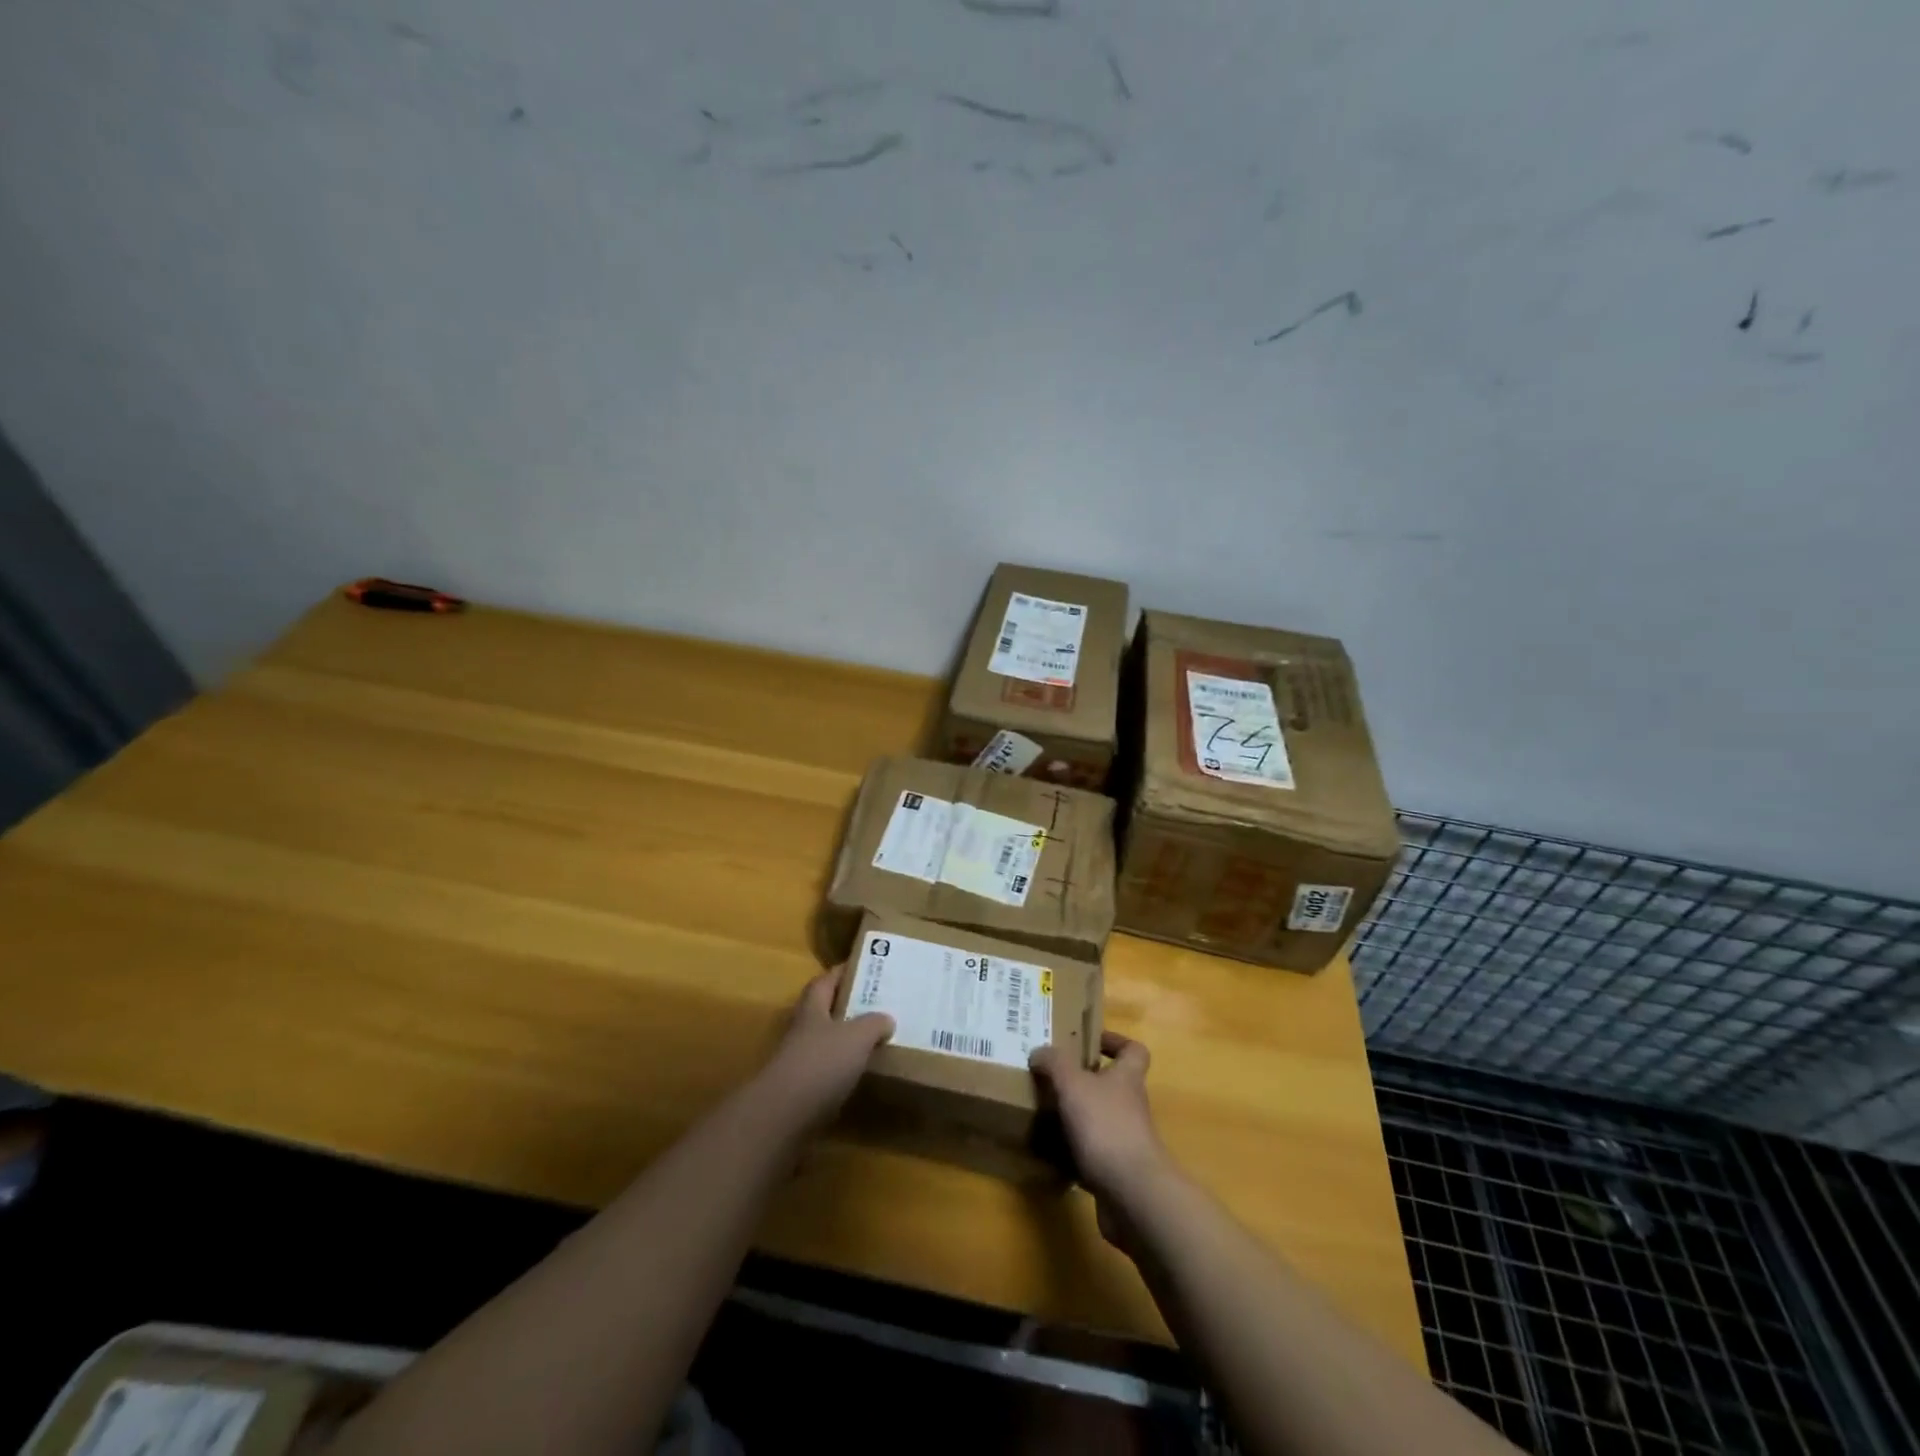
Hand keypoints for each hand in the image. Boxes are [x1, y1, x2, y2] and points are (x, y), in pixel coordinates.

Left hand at [759, 966, 894, 1133]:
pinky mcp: (801, 1092)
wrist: (783, 1117)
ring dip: (847, 1041)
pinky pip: (828, 1073)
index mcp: (813, 1009)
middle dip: (848, 1007)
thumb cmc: (821, 1064)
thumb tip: (887, 1019)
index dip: (842, 972)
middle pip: (825, 1011)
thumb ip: (874, 1023)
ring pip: (827, 1043)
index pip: (825, 981)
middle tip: (878, 1005)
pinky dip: (844, 1071)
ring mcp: (799, 1062)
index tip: (865, 967)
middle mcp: (803, 1031)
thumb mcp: (857, 1036)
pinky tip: (863, 1076)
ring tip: (876, 1040)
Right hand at [1030, 1031, 1170, 1249]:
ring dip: (1076, 1117)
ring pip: (1100, 1119)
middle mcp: (1131, 1106)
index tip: (1089, 1041)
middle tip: (1052, 1077)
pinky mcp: (1116, 1171)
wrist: (1132, 1194)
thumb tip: (1040, 1051)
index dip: (1115, 1042)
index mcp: (1127, 1078)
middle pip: (1112, 1085)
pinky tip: (1049, 1152)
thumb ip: (1055, 1063)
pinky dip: (1073, 1152)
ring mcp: (1126, 1140)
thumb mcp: (1073, 1084)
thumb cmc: (1106, 1126)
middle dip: (1084, 1081)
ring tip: (1044, 1112)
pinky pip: (1092, 1154)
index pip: (1133, 1050)